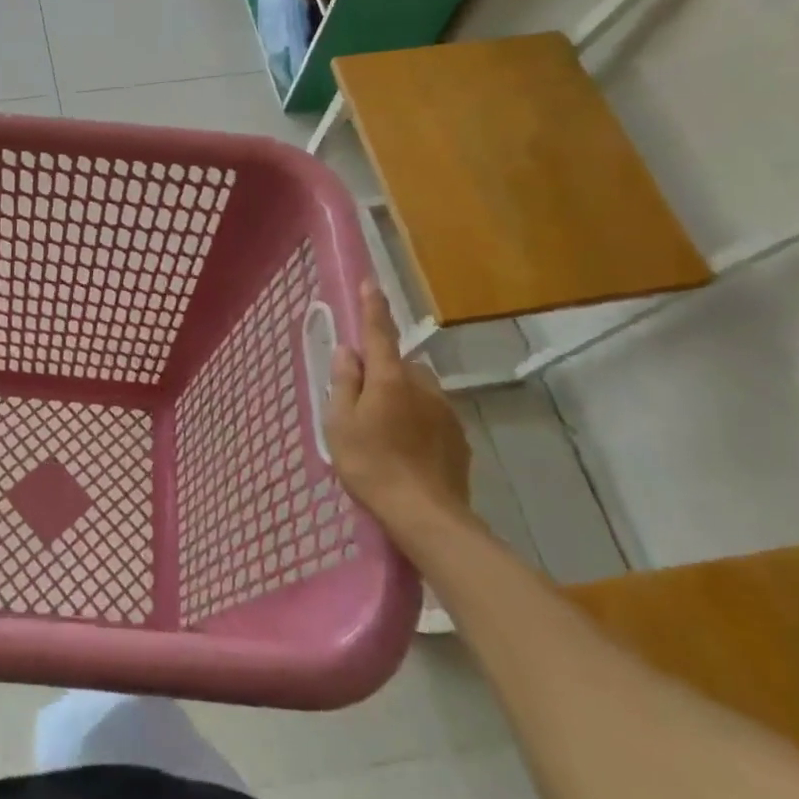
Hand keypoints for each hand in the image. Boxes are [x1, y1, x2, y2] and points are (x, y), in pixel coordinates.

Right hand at [324, 281, 471, 521]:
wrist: (426, 515)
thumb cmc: (371, 464)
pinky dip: (417, 421)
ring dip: (401, 397)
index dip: (373, 308)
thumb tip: (348, 352)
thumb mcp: (339, 423)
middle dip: (383, 371)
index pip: (379, 332)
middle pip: (399, 364)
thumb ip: (344, 382)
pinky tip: (406, 449)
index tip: (371, 283)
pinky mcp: (459, 436)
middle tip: (361, 401)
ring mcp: (446, 410)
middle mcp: (422, 385)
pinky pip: (432, 414)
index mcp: (389, 378)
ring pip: (417, 390)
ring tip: (384, 431)